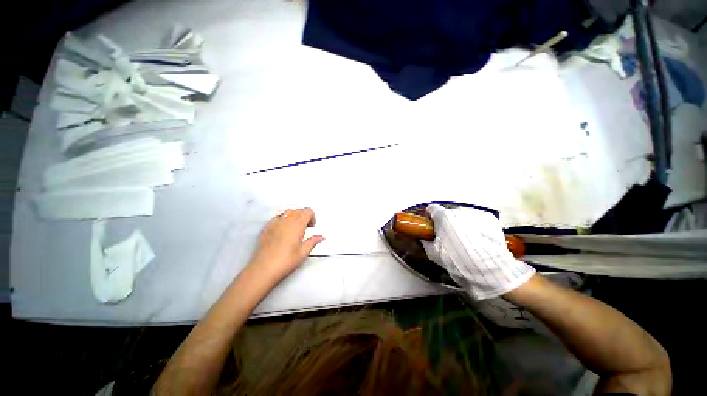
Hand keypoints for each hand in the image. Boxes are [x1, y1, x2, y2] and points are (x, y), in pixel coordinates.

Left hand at [247, 208, 323, 283]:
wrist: (264, 268)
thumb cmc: (286, 260)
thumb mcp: (303, 252)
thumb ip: (313, 241)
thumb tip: (321, 237)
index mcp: (298, 224)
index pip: (307, 211)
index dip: (312, 217)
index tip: (312, 226)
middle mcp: (287, 220)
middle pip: (298, 210)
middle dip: (304, 216)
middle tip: (305, 228)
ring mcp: (275, 223)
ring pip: (287, 212)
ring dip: (293, 216)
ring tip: (294, 228)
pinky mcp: (266, 227)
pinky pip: (277, 217)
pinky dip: (282, 219)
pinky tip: (282, 230)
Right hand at [421, 204, 534, 299]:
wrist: (488, 268)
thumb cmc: (456, 260)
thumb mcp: (434, 253)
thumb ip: (426, 241)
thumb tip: (424, 237)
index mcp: (443, 217)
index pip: (432, 209)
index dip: (431, 216)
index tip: (432, 225)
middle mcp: (459, 211)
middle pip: (449, 213)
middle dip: (447, 222)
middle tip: (449, 237)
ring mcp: (476, 213)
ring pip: (463, 216)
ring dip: (461, 224)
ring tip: (467, 240)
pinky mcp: (490, 219)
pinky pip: (477, 220)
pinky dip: (475, 226)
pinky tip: (478, 239)